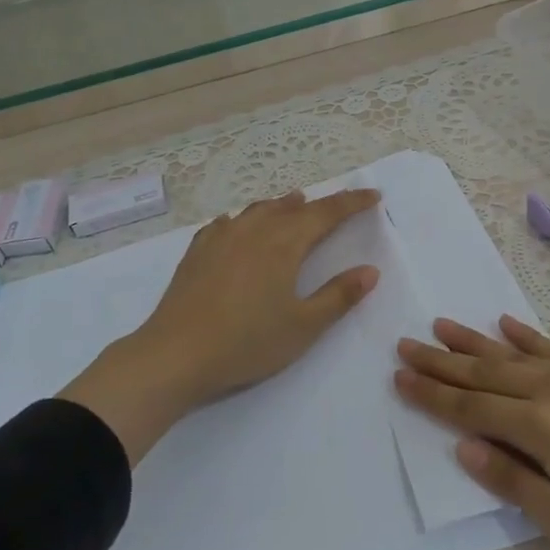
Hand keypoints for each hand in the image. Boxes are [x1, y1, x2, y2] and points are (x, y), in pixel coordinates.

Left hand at [62, 188, 382, 463]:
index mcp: (285, 243)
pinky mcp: (197, 251)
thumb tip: (370, 271)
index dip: (352, 203)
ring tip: (294, 202)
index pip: (327, 213)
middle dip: (321, 204)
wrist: (175, 354)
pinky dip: (244, 219)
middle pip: (294, 208)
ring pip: (259, 210)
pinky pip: (226, 223)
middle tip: (339, 204)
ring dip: (281, 206)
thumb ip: (339, 296)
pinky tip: (236, 225)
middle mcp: (254, 229)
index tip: (373, 196)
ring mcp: (222, 236)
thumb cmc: (247, 342)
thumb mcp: (303, 326)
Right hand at [394, 316, 549, 549]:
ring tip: (442, 325)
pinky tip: (508, 325)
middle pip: (487, 373)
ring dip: (476, 341)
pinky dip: (528, 336)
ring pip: (516, 354)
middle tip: (405, 343)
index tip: (399, 375)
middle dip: (443, 361)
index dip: (433, 395)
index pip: (472, 408)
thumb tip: (465, 448)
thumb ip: (516, 483)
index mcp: (544, 430)